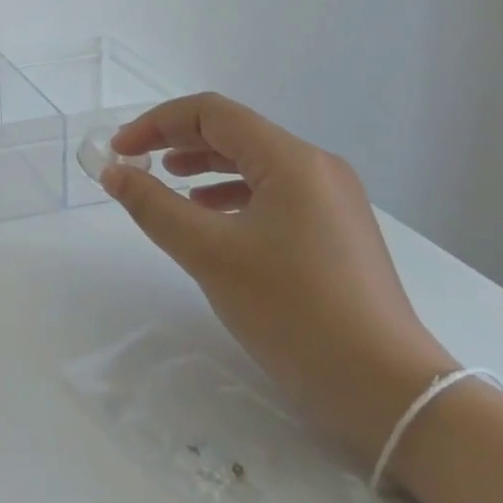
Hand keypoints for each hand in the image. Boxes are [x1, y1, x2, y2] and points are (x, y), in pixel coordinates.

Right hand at [102, 94, 454, 465]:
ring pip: (254, 162)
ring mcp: (332, 199)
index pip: (212, 113)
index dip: (157, 123)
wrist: (388, 390)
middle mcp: (316, 167)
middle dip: (177, 141)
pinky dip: (232, 194)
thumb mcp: (210, 255)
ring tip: (167, 183)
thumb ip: (154, 206)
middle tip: (135, 163)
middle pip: (234, 132)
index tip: (120, 151)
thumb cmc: (293, 311)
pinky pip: (273, 192)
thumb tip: (113, 172)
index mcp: (291, 160)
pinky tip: (210, 218)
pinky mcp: (336, 230)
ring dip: (204, 166)